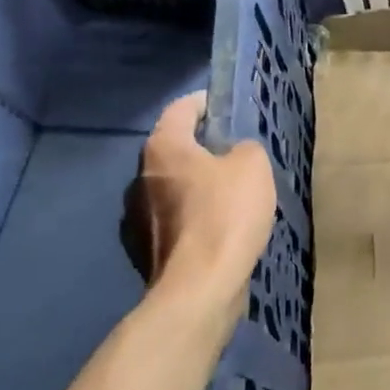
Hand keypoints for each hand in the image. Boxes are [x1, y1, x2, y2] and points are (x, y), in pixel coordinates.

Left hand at [121, 93, 274, 306]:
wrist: (199, 287)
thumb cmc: (225, 214)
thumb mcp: (253, 166)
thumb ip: (245, 148)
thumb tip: (235, 154)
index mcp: (163, 148)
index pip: (180, 109)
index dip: (205, 103)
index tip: (226, 107)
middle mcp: (140, 177)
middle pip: (173, 149)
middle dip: (202, 148)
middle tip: (235, 153)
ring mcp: (136, 217)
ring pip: (172, 187)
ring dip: (196, 185)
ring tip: (230, 194)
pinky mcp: (143, 250)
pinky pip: (172, 220)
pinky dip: (192, 218)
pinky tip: (218, 229)